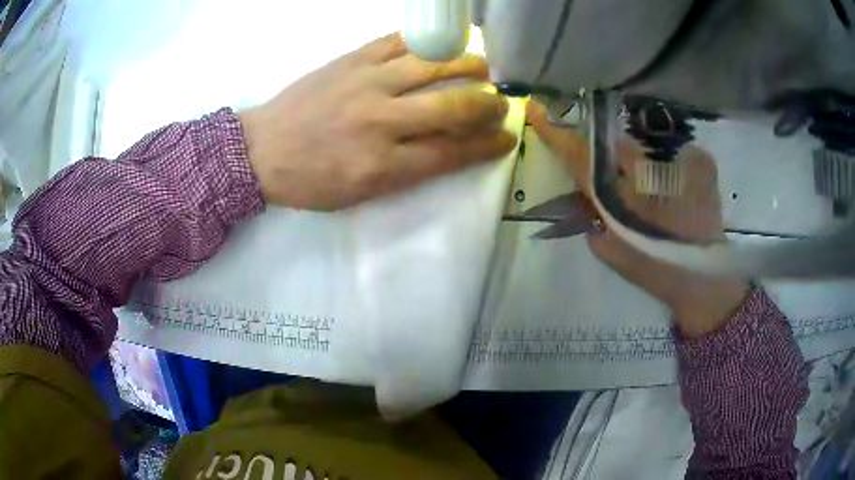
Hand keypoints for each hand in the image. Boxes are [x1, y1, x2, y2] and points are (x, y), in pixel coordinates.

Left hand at [239, 33, 516, 210]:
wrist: (261, 151)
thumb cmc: (310, 181)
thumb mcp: (360, 194)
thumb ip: (407, 172)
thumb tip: (449, 148)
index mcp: (383, 165)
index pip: (452, 152)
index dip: (487, 144)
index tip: (508, 137)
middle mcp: (381, 121)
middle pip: (451, 106)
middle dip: (486, 105)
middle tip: (502, 102)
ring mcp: (366, 83)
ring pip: (431, 66)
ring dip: (467, 64)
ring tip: (484, 65)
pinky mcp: (350, 60)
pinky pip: (396, 42)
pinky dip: (425, 42)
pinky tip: (440, 44)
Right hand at [527, 101, 748, 337]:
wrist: (703, 277)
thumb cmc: (656, 270)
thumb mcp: (611, 252)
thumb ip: (590, 221)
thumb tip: (585, 197)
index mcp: (622, 193)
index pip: (582, 156)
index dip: (557, 133)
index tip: (537, 110)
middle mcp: (648, 168)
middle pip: (613, 144)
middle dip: (605, 154)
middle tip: (616, 182)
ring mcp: (677, 160)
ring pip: (641, 148)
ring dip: (636, 163)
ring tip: (649, 195)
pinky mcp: (700, 161)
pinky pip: (669, 152)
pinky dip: (663, 167)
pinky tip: (672, 192)